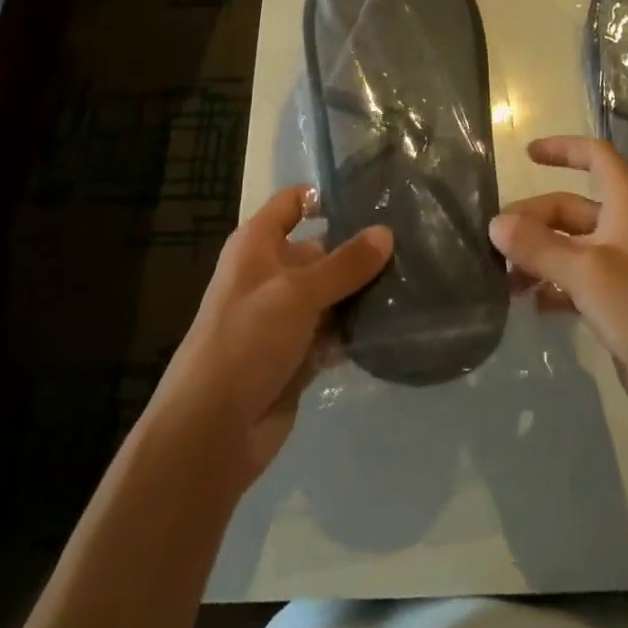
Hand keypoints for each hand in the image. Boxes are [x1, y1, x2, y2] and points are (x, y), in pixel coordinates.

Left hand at [152, 187, 392, 487]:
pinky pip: (334, 332)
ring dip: (363, 292)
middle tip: (413, 243)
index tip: (374, 199)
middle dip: (360, 249)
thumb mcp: (298, 293)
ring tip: (416, 279)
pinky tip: (395, 322)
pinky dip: (356, 329)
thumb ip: (345, 264)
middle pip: (321, 249)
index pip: (293, 203)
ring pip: (332, 293)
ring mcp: (285, 317)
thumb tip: (386, 232)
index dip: (326, 197)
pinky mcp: (298, 355)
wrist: (211, 430)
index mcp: (257, 245)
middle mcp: (271, 274)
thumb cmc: (246, 340)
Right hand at [490, 136, 627, 446]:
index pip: (596, 158)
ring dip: (538, 256)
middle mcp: (625, 228)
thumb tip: (495, 224)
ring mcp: (623, 267)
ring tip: (504, 279)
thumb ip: (538, 246)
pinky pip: (576, 281)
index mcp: (627, 205)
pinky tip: (530, 304)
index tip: (527, 156)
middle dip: (533, 220)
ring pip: (570, 246)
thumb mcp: (586, 271)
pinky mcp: (619, 303)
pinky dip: (552, 286)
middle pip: (570, 207)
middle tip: (495, 243)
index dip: (564, 149)